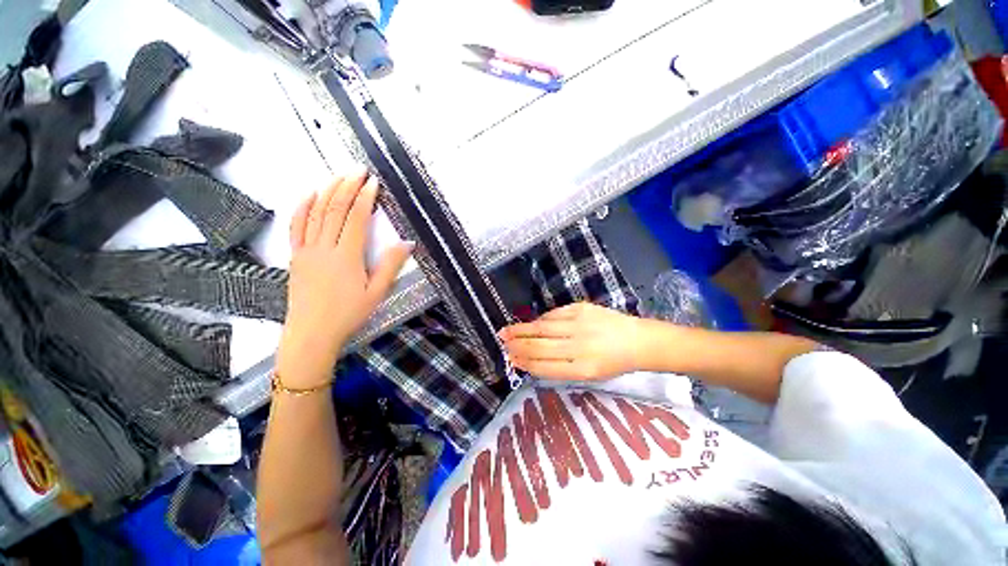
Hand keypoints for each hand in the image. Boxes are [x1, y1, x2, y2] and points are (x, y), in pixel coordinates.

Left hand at [278, 169, 412, 386]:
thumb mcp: (377, 293)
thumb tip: (408, 243)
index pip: (357, 218)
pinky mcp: (295, 256)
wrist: (312, 333)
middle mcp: (324, 247)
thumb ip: (391, 265)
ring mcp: (306, 250)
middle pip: (335, 209)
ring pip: (316, 213)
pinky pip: (296, 226)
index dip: (365, 198)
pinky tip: (309, 193)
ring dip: (328, 191)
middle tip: (359, 170)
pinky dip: (302, 207)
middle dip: (348, 187)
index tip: (373, 182)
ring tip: (340, 176)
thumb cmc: (348, 314)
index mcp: (347, 256)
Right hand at [499, 302, 646, 380]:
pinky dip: (540, 320)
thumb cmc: (612, 363)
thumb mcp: (589, 375)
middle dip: (517, 346)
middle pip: (540, 346)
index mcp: (583, 369)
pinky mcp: (581, 309)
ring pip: (542, 328)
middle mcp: (579, 347)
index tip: (511, 359)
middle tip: (503, 344)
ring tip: (506, 332)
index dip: (524, 363)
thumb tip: (531, 359)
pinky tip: (531, 324)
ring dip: (521, 330)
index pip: (544, 366)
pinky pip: (553, 315)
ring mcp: (580, 325)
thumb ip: (560, 368)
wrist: (637, 340)